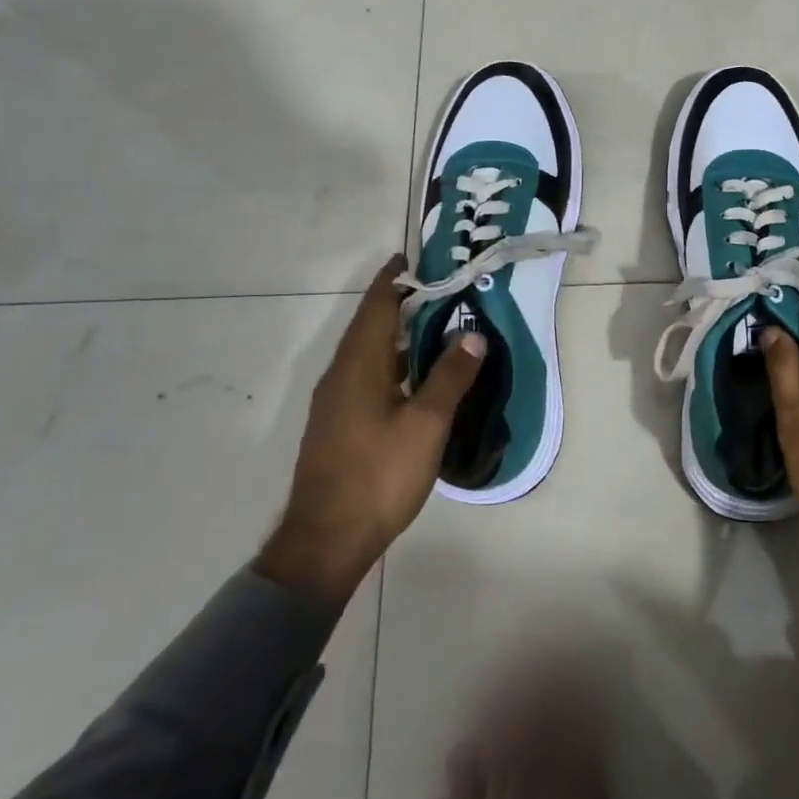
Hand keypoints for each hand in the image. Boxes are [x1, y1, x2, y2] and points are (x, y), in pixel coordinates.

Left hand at [255, 255, 485, 609]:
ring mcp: (335, 400)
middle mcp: (340, 374)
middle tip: (442, 288)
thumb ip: (449, 377)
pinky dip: (391, 360)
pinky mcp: (337, 423)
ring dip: (397, 332)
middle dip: (401, 301)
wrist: (325, 540)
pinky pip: (365, 374)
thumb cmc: (378, 476)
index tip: (419, 258)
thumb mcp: (425, 425)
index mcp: (358, 365)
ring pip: (367, 351)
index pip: (378, 305)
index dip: (398, 278)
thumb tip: (473, 334)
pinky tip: (414, 376)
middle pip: (370, 324)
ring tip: (436, 324)